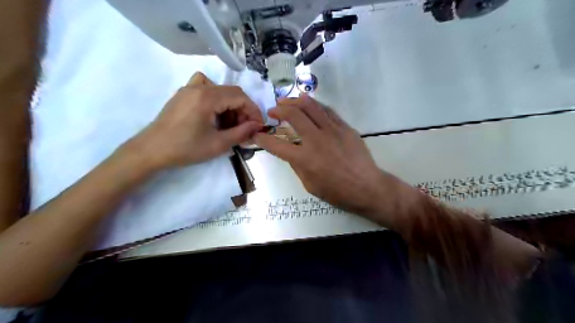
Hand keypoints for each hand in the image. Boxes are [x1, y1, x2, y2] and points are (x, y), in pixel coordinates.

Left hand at [127, 72, 261, 168]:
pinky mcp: (182, 95)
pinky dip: (215, 96)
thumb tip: (257, 125)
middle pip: (231, 92)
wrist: (151, 151)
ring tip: (229, 124)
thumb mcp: (218, 144)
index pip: (240, 97)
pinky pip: (204, 87)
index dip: (253, 111)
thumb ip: (241, 132)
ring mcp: (188, 89)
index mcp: (208, 97)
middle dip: (243, 109)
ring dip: (230, 105)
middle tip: (245, 128)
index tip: (258, 125)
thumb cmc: (186, 148)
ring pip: (220, 89)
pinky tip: (212, 111)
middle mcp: (199, 87)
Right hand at [254, 94, 395, 216]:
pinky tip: (309, 104)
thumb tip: (291, 151)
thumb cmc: (337, 192)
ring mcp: (331, 130)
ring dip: (295, 101)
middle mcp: (315, 140)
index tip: (256, 134)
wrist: (366, 187)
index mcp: (304, 159)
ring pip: (310, 107)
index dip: (262, 138)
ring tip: (287, 101)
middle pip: (293, 115)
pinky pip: (327, 110)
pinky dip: (315, 105)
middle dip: (279, 110)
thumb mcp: (309, 185)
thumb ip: (297, 166)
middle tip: (273, 110)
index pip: (276, 145)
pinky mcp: (344, 127)